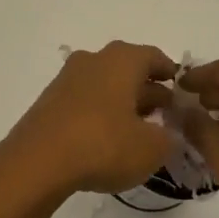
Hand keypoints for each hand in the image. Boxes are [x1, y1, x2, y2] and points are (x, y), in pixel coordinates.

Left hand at [0, 42, 177, 201]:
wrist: (38, 161)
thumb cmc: (103, 144)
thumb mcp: (152, 148)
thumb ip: (169, 138)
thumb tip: (169, 133)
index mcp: (121, 60)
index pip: (153, 56)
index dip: (170, 73)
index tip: (181, 92)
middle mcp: (93, 60)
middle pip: (127, 69)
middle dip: (148, 90)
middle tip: (164, 116)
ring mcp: (67, 78)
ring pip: (104, 84)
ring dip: (123, 102)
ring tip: (138, 131)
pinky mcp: (50, 100)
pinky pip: (84, 100)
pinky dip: (100, 113)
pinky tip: (107, 138)